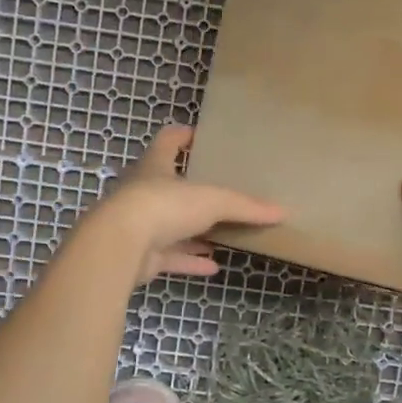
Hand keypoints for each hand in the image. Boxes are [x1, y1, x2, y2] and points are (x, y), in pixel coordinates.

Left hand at [91, 125, 285, 285]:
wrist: (120, 246)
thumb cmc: (163, 206)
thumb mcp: (212, 200)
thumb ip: (245, 206)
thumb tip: (281, 211)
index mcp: (156, 167)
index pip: (168, 141)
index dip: (182, 135)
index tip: (199, 135)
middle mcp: (144, 193)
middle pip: (169, 186)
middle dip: (192, 191)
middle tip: (220, 193)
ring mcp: (139, 226)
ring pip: (170, 226)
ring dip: (194, 232)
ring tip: (222, 234)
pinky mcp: (140, 256)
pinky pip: (170, 257)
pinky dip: (190, 261)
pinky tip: (212, 267)